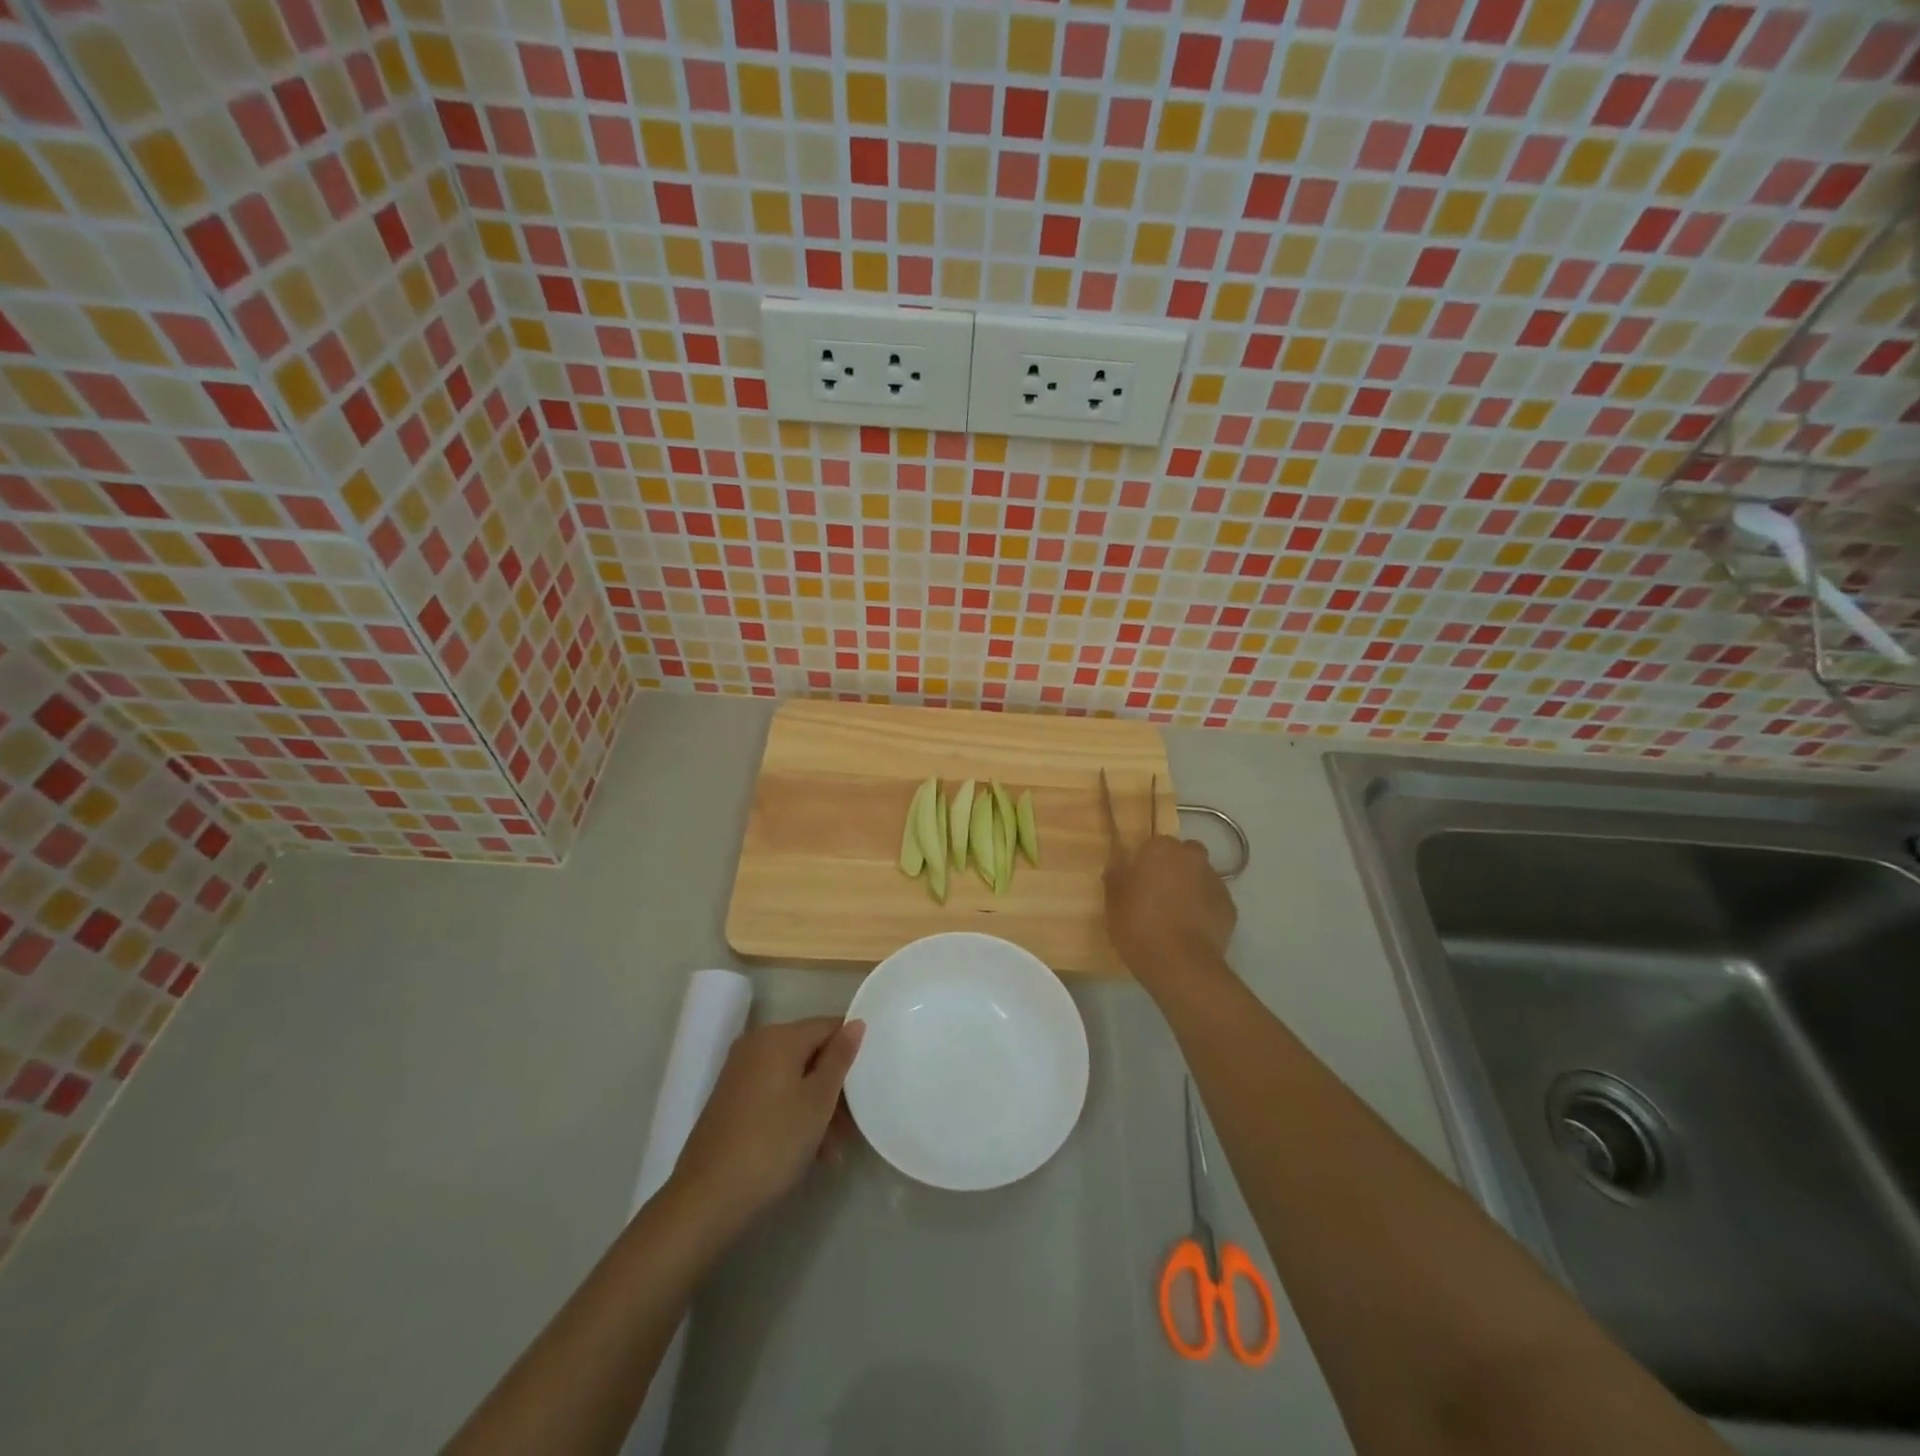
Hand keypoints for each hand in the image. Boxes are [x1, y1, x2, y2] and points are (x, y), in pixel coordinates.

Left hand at [669, 1017, 864, 1233]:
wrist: (707, 1197)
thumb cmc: (773, 1142)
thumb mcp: (817, 1101)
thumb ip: (839, 1058)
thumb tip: (856, 1023)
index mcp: (778, 1037)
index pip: (828, 1026)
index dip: (852, 1050)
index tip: (869, 1081)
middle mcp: (756, 1045)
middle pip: (810, 1054)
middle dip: (835, 1087)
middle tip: (854, 1124)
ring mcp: (740, 1074)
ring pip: (794, 1079)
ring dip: (818, 1107)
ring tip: (835, 1149)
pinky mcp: (731, 1101)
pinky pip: (775, 1095)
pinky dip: (794, 1114)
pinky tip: (811, 1151)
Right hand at [1104, 834, 1236, 995]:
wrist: (1180, 965)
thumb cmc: (1139, 926)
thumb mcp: (1113, 900)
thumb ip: (1116, 874)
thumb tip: (1120, 862)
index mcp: (1162, 849)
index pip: (1154, 844)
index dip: (1146, 862)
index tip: (1138, 881)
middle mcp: (1193, 857)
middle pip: (1184, 855)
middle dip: (1174, 868)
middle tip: (1158, 894)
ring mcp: (1216, 881)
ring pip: (1200, 877)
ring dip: (1190, 888)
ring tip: (1176, 916)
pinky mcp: (1230, 907)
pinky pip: (1213, 901)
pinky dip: (1204, 909)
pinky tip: (1192, 930)